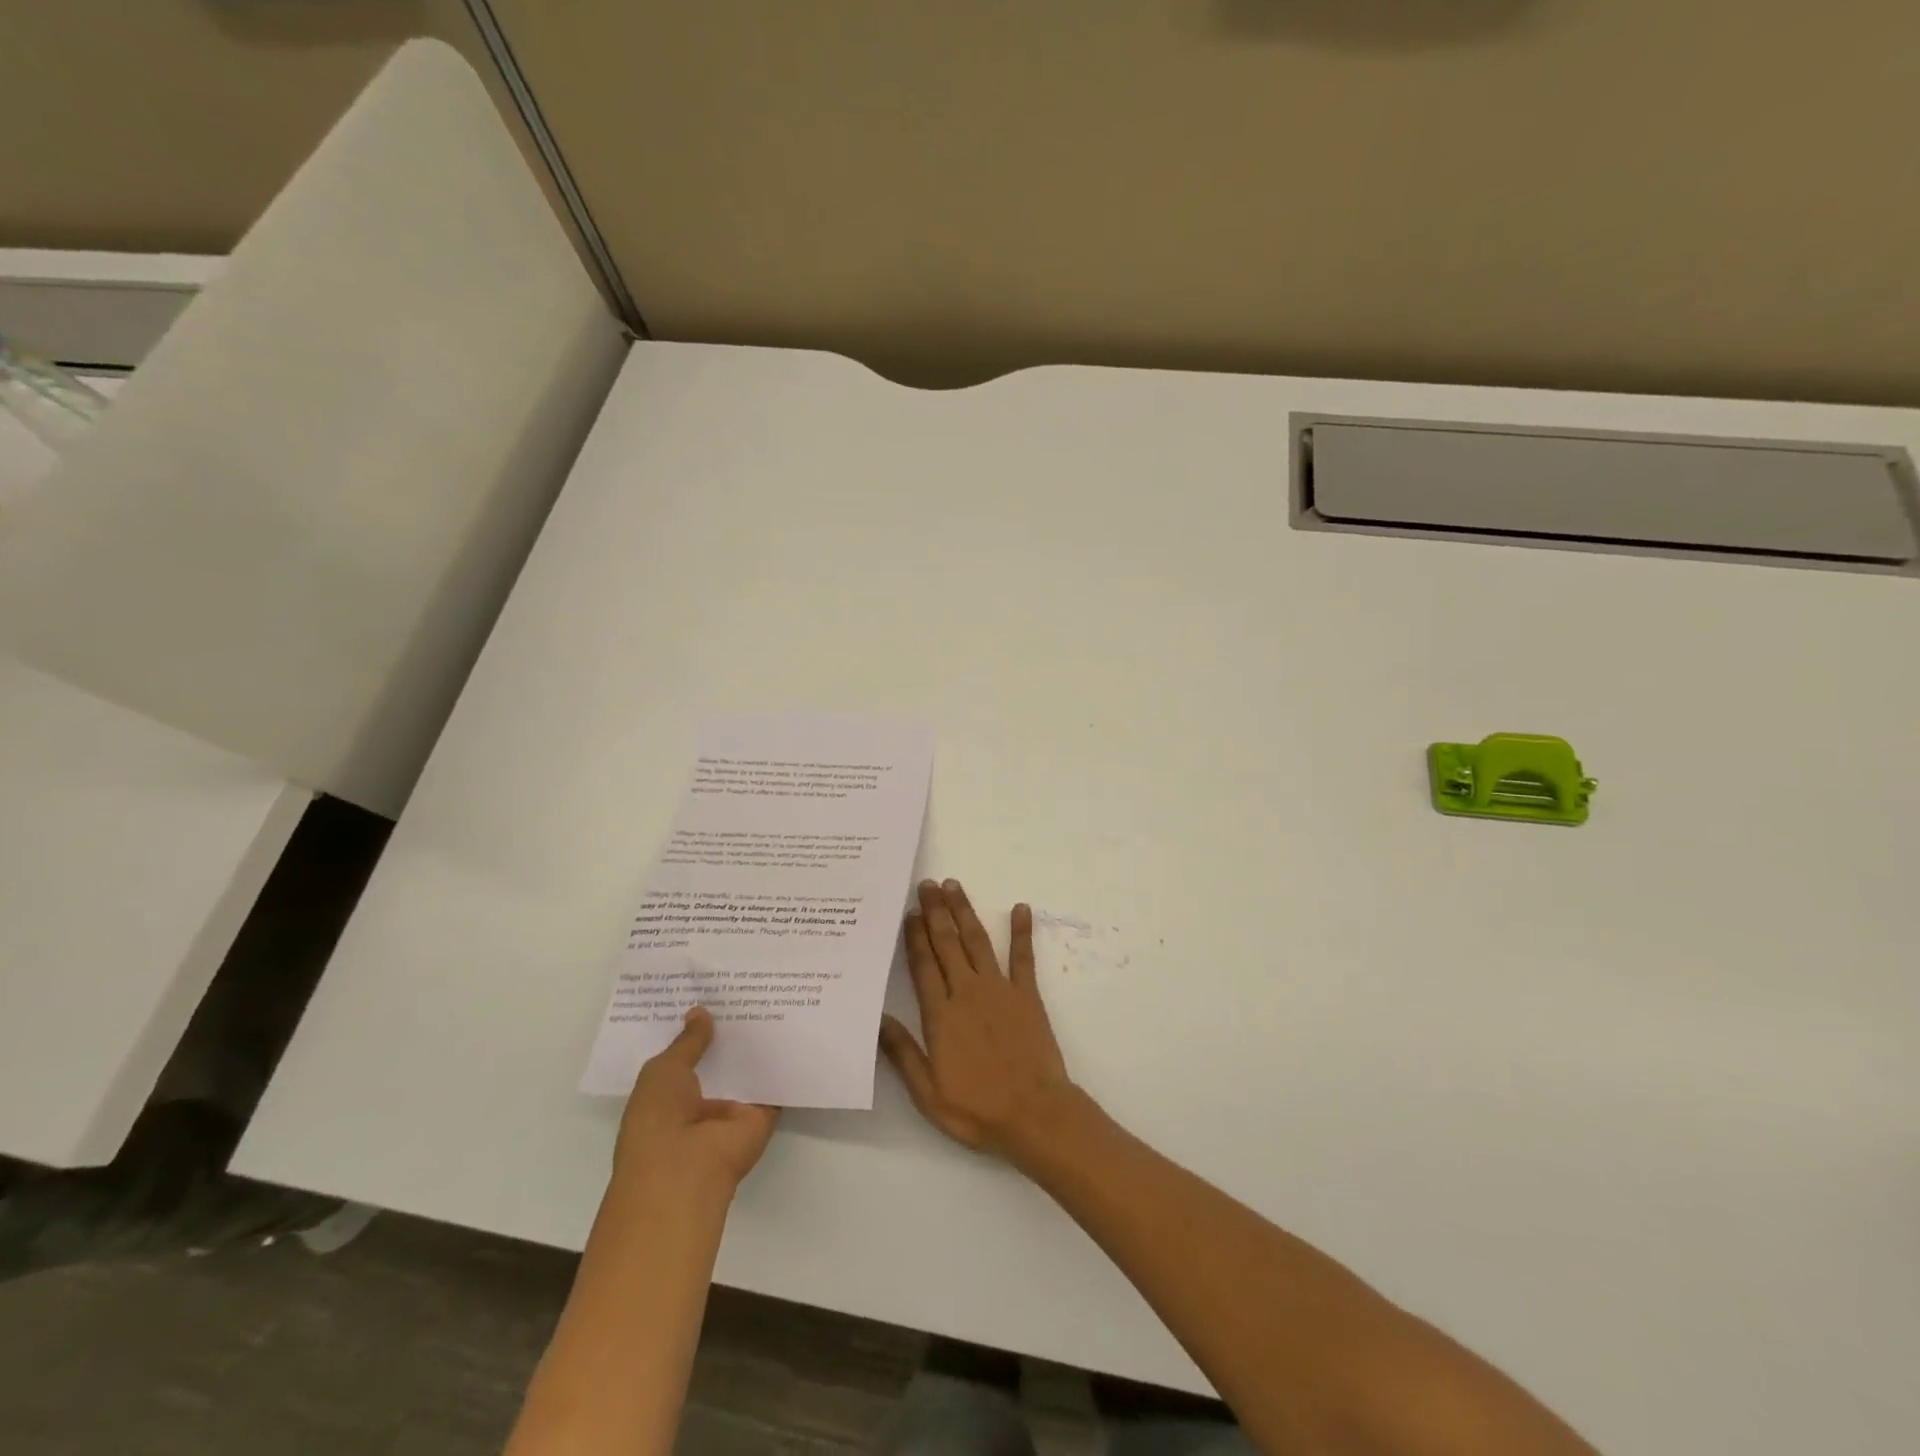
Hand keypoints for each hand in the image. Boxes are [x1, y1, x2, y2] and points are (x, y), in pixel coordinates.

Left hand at [613, 1008, 778, 1205]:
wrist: (686, 1170)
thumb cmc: (658, 1119)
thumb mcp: (664, 1070)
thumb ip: (687, 1042)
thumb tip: (700, 1011)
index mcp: (668, 1093)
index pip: (685, 1054)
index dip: (697, 1026)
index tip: (712, 992)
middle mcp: (701, 1100)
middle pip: (720, 1058)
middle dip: (730, 1029)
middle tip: (748, 988)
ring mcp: (733, 1109)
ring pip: (749, 1068)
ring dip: (758, 1042)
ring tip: (775, 996)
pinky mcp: (763, 1114)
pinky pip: (775, 1082)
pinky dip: (784, 1062)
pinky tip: (795, 1026)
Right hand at [880, 879, 1077, 1162]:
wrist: (1034, 1115)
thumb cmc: (977, 1109)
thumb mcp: (927, 1092)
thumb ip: (902, 1053)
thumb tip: (878, 1019)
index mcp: (941, 1015)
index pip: (923, 965)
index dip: (915, 937)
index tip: (909, 912)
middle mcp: (967, 992)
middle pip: (947, 943)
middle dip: (936, 911)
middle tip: (927, 884)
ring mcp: (999, 989)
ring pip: (977, 941)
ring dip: (965, 911)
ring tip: (954, 886)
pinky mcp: (1027, 995)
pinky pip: (1023, 957)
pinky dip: (1022, 931)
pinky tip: (1021, 908)